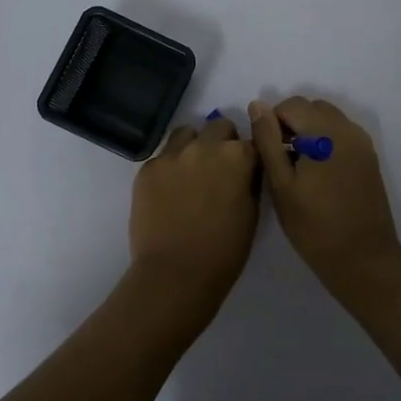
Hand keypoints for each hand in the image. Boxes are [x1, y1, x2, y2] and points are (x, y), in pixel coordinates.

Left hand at [125, 116, 261, 327]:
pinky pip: (163, 156)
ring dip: (194, 146)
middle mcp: (205, 146)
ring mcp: (172, 154)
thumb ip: (250, 181)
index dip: (249, 158)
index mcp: (238, 157)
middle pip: (219, 126)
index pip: (251, 142)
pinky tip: (168, 192)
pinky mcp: (148, 168)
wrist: (175, 274)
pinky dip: (169, 167)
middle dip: (223, 143)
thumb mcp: (252, 214)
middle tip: (218, 171)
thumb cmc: (224, 251)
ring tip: (191, 173)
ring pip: (186, 133)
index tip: (245, 172)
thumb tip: (245, 169)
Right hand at [250, 97, 400, 283]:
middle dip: (291, 123)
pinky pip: (342, 133)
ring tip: (298, 166)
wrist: (363, 257)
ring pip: (328, 118)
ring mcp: (362, 142)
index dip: (272, 122)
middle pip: (312, 107)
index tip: (267, 152)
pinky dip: (325, 140)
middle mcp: (347, 128)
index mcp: (325, 132)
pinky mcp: (369, 157)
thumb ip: (268, 141)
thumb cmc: (314, 226)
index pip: (291, 104)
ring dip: (309, 130)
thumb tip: (257, 105)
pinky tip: (318, 172)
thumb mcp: (281, 185)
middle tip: (280, 159)